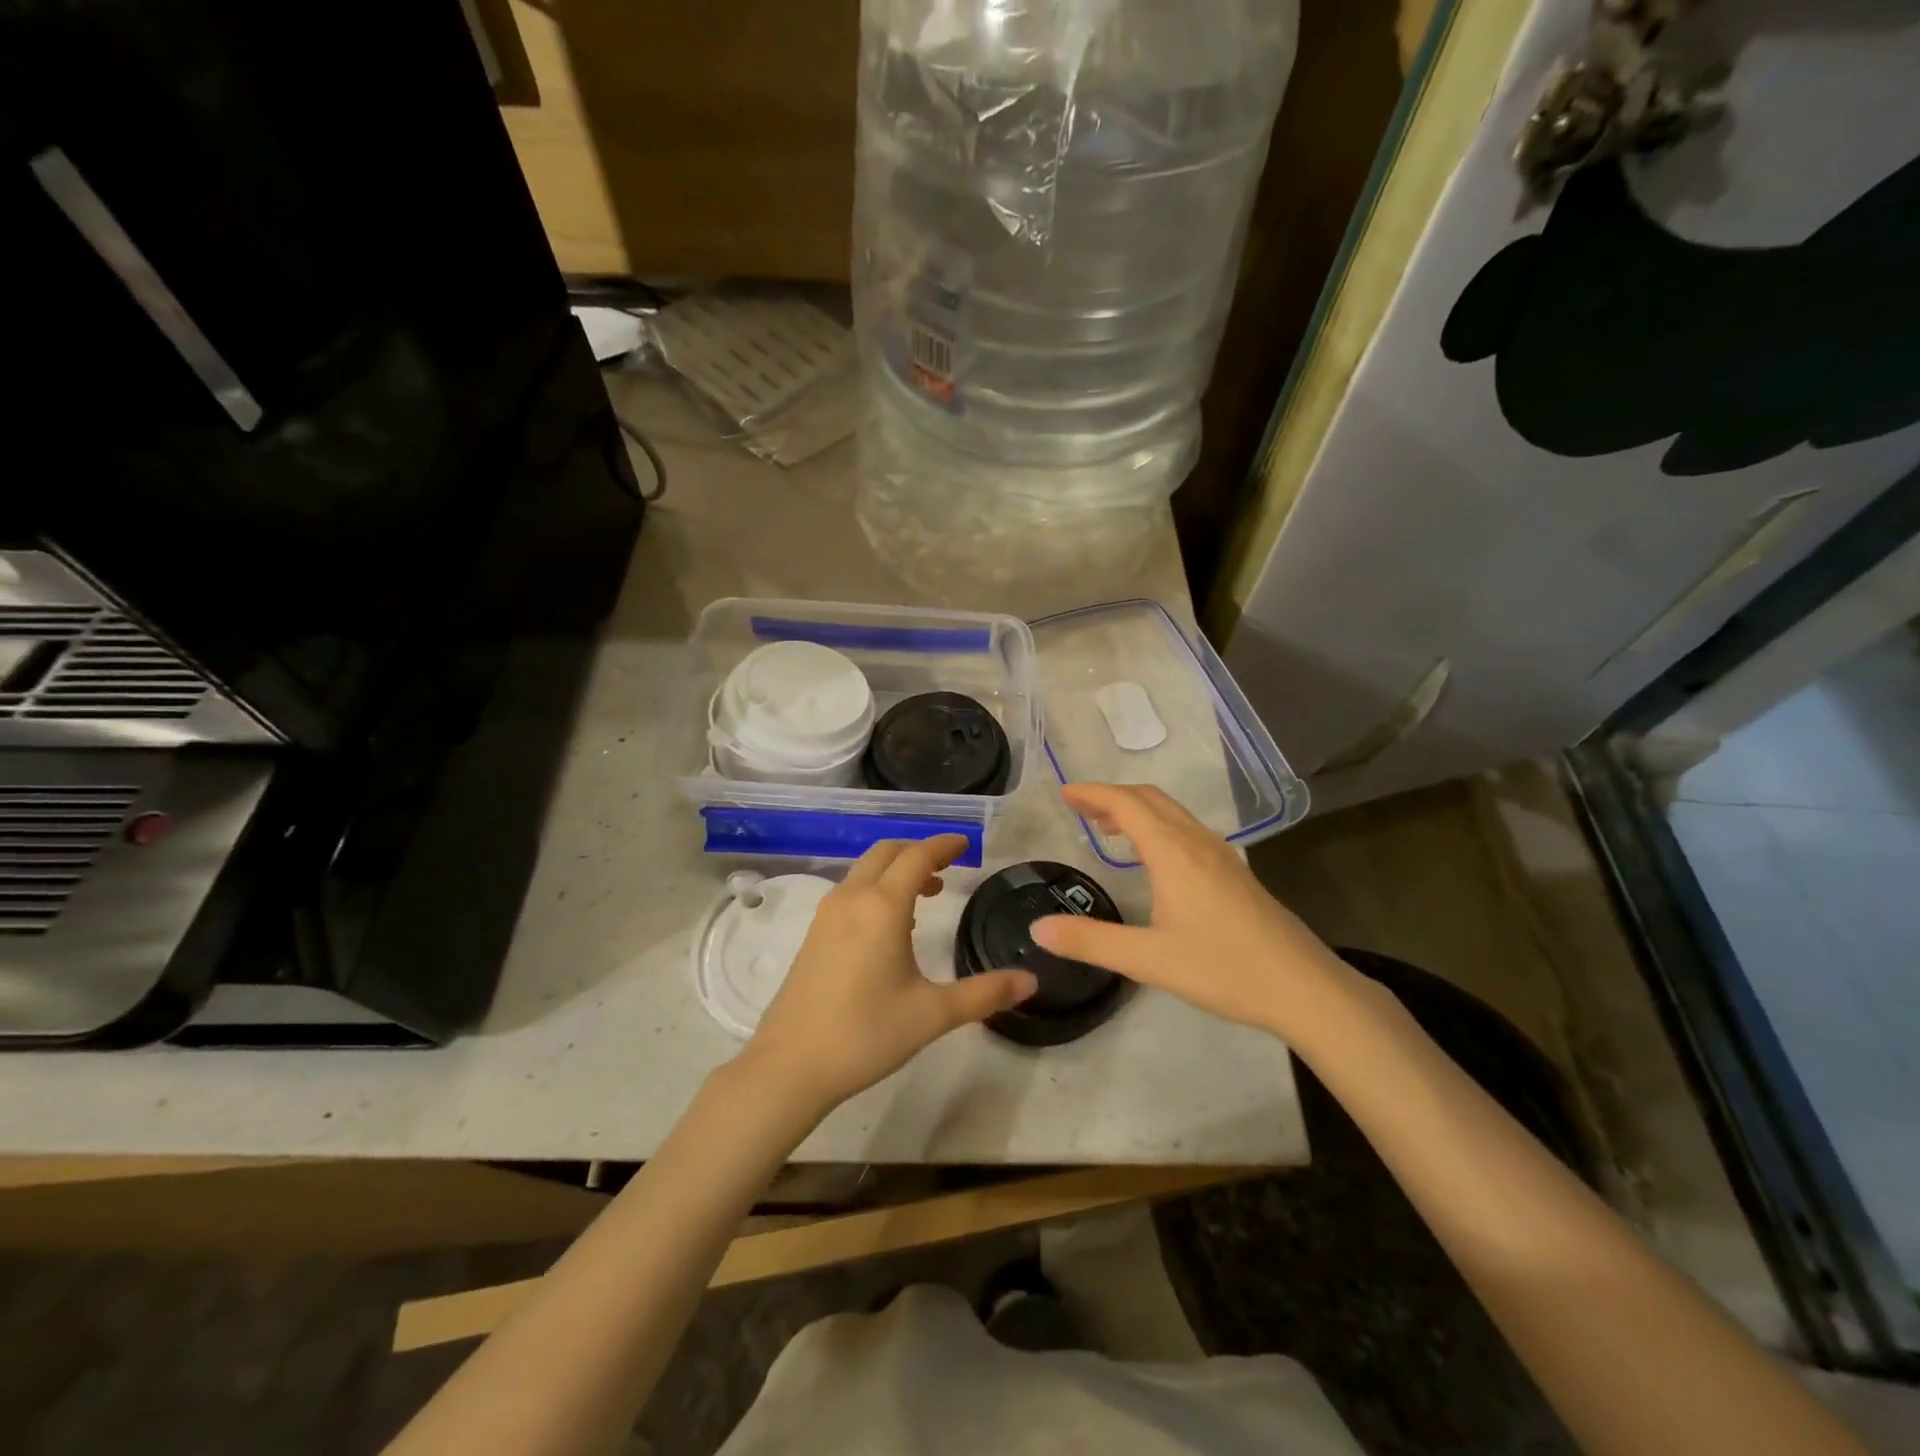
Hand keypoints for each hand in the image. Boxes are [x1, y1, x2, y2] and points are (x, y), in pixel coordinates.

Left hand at [741, 835, 1037, 1114]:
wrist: (790, 1066)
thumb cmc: (865, 1034)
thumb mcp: (932, 1015)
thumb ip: (984, 994)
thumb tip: (1031, 981)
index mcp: (882, 907)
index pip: (917, 857)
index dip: (943, 845)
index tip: (965, 843)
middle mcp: (852, 899)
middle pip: (886, 853)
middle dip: (919, 851)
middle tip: (949, 867)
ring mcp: (827, 915)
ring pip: (865, 871)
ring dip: (896, 870)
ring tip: (927, 895)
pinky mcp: (814, 934)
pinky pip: (851, 892)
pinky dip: (876, 889)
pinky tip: (891, 926)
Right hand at [1031, 783, 1354, 1041]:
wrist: (1303, 987)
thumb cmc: (1223, 968)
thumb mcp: (1148, 960)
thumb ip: (1091, 941)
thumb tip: (1038, 928)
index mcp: (1173, 853)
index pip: (1127, 804)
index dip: (1093, 793)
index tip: (1065, 793)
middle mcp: (1197, 842)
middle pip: (1150, 799)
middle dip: (1112, 796)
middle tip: (1080, 808)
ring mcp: (1220, 855)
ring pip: (1172, 813)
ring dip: (1137, 810)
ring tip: (1109, 828)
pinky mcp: (1234, 872)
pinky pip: (1186, 830)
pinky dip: (1157, 826)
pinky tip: (1153, 858)